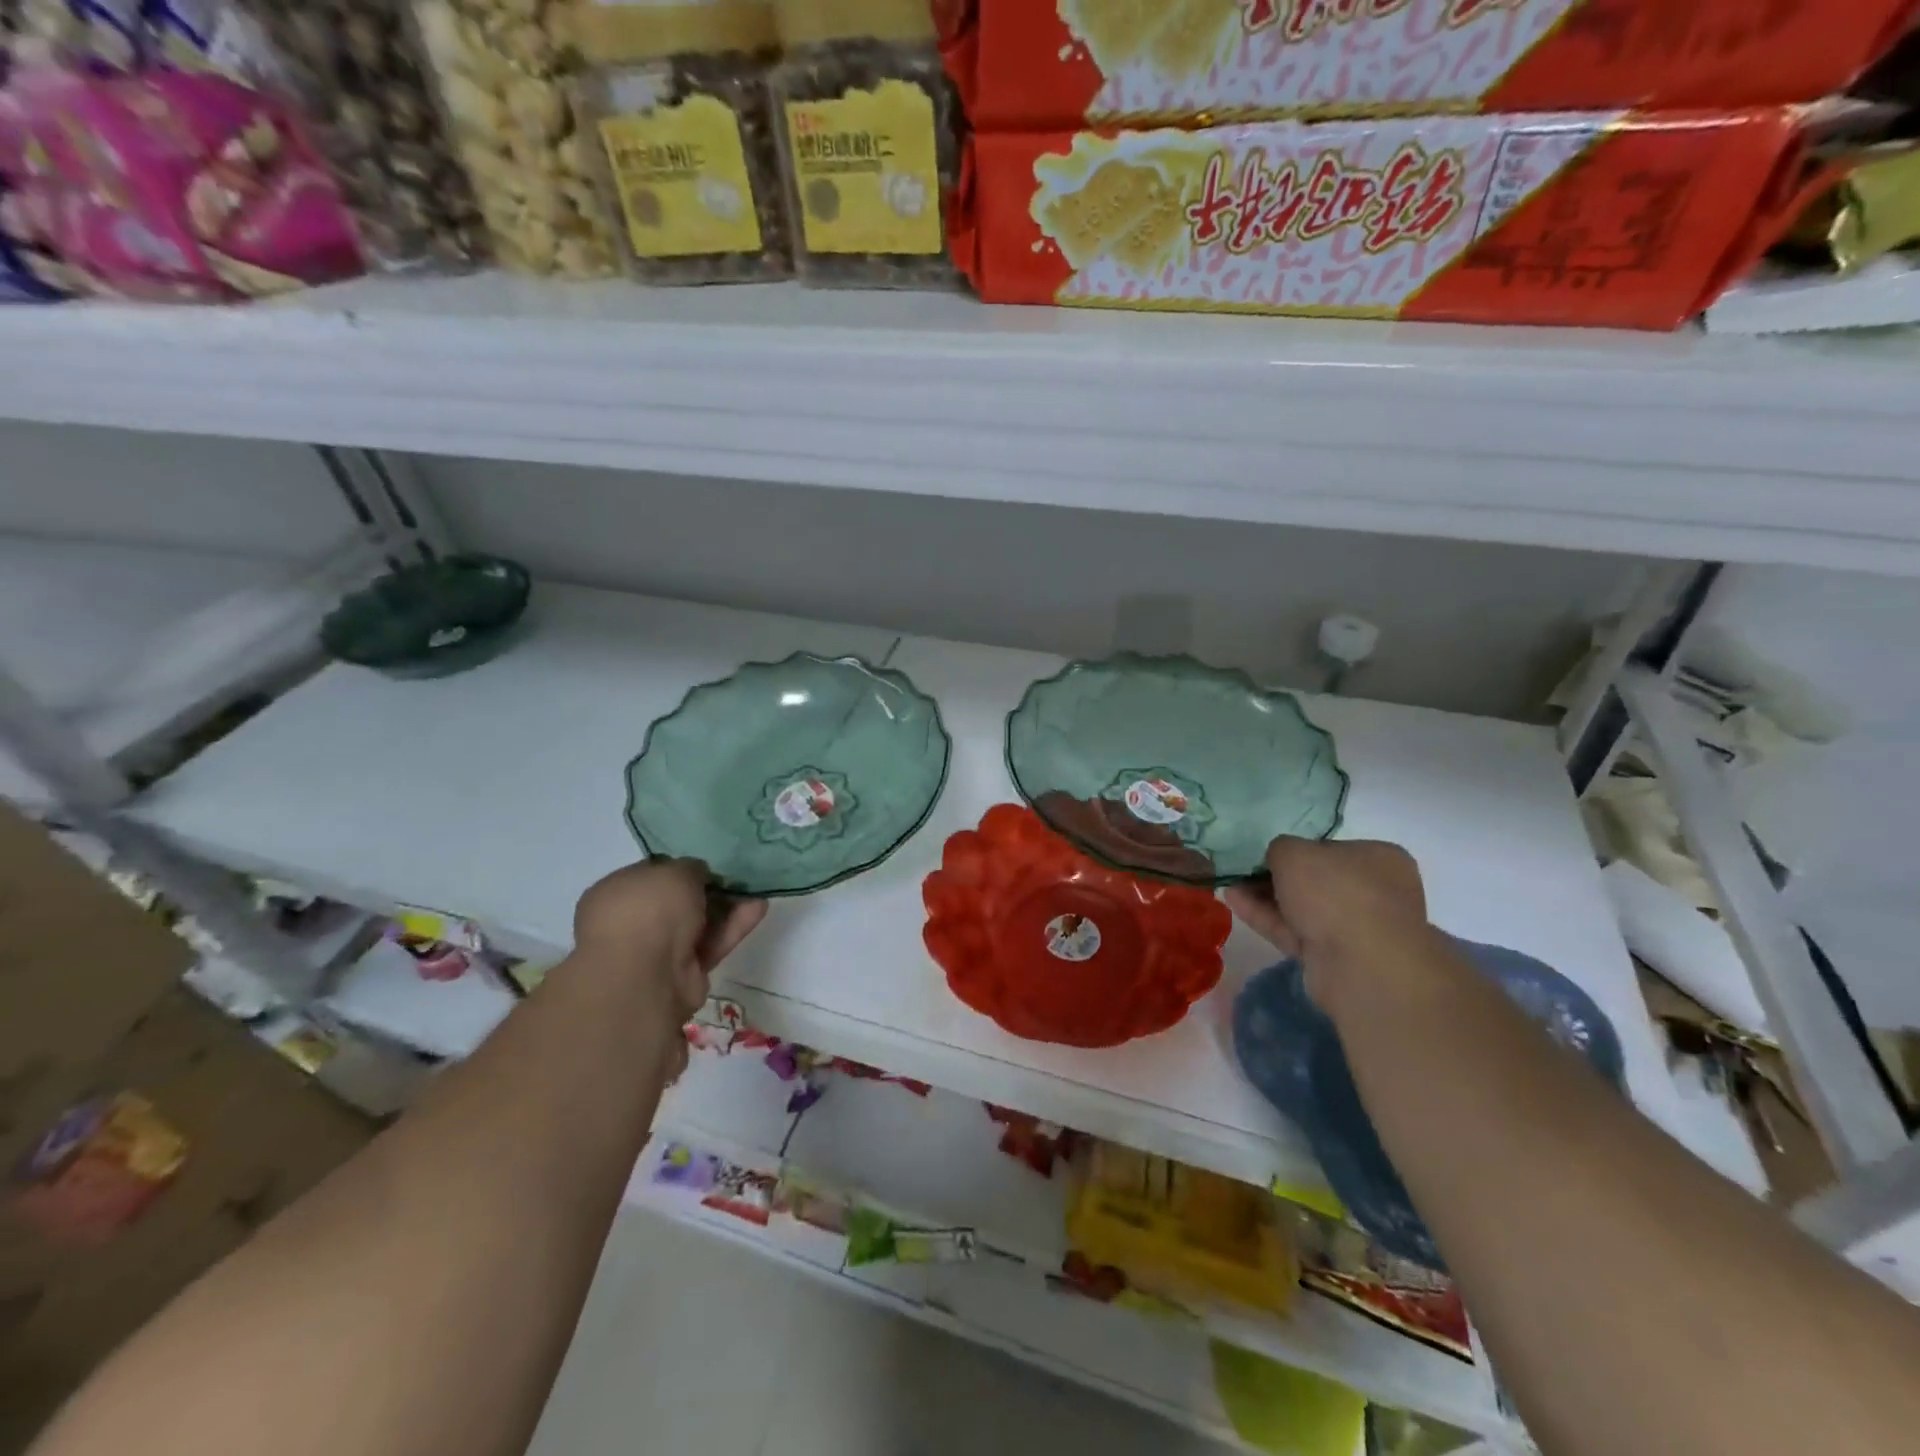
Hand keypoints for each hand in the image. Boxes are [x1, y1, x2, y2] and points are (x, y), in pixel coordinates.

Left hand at [573, 858, 765, 1024]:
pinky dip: (733, 927)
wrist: (645, 976)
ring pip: (698, 923)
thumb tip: (698, 876)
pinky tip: (759, 907)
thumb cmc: (648, 910)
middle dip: (707, 889)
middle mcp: (632, 922)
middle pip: (676, 902)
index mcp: (615, 894)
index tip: (707, 864)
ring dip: (727, 907)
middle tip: (736, 876)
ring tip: (757, 889)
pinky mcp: (684, 972)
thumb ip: (691, 868)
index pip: (650, 875)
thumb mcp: (675, 871)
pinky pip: (711, 943)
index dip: (679, 868)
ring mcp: (657, 950)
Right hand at [1223, 837, 1429, 999]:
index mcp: (1379, 858)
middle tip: (1243, 872)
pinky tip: (1234, 903)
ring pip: (1304, 908)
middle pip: (1315, 880)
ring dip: (1266, 897)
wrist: (1362, 966)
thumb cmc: (1335, 893)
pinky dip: (1267, 917)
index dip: (1295, 849)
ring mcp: (1356, 928)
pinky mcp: (1336, 957)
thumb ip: (1280, 848)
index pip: (1329, 848)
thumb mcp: (1294, 852)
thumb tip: (1278, 859)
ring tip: (1230, 886)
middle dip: (1276, 876)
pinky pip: (1297, 931)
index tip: (1265, 854)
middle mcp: (1374, 891)